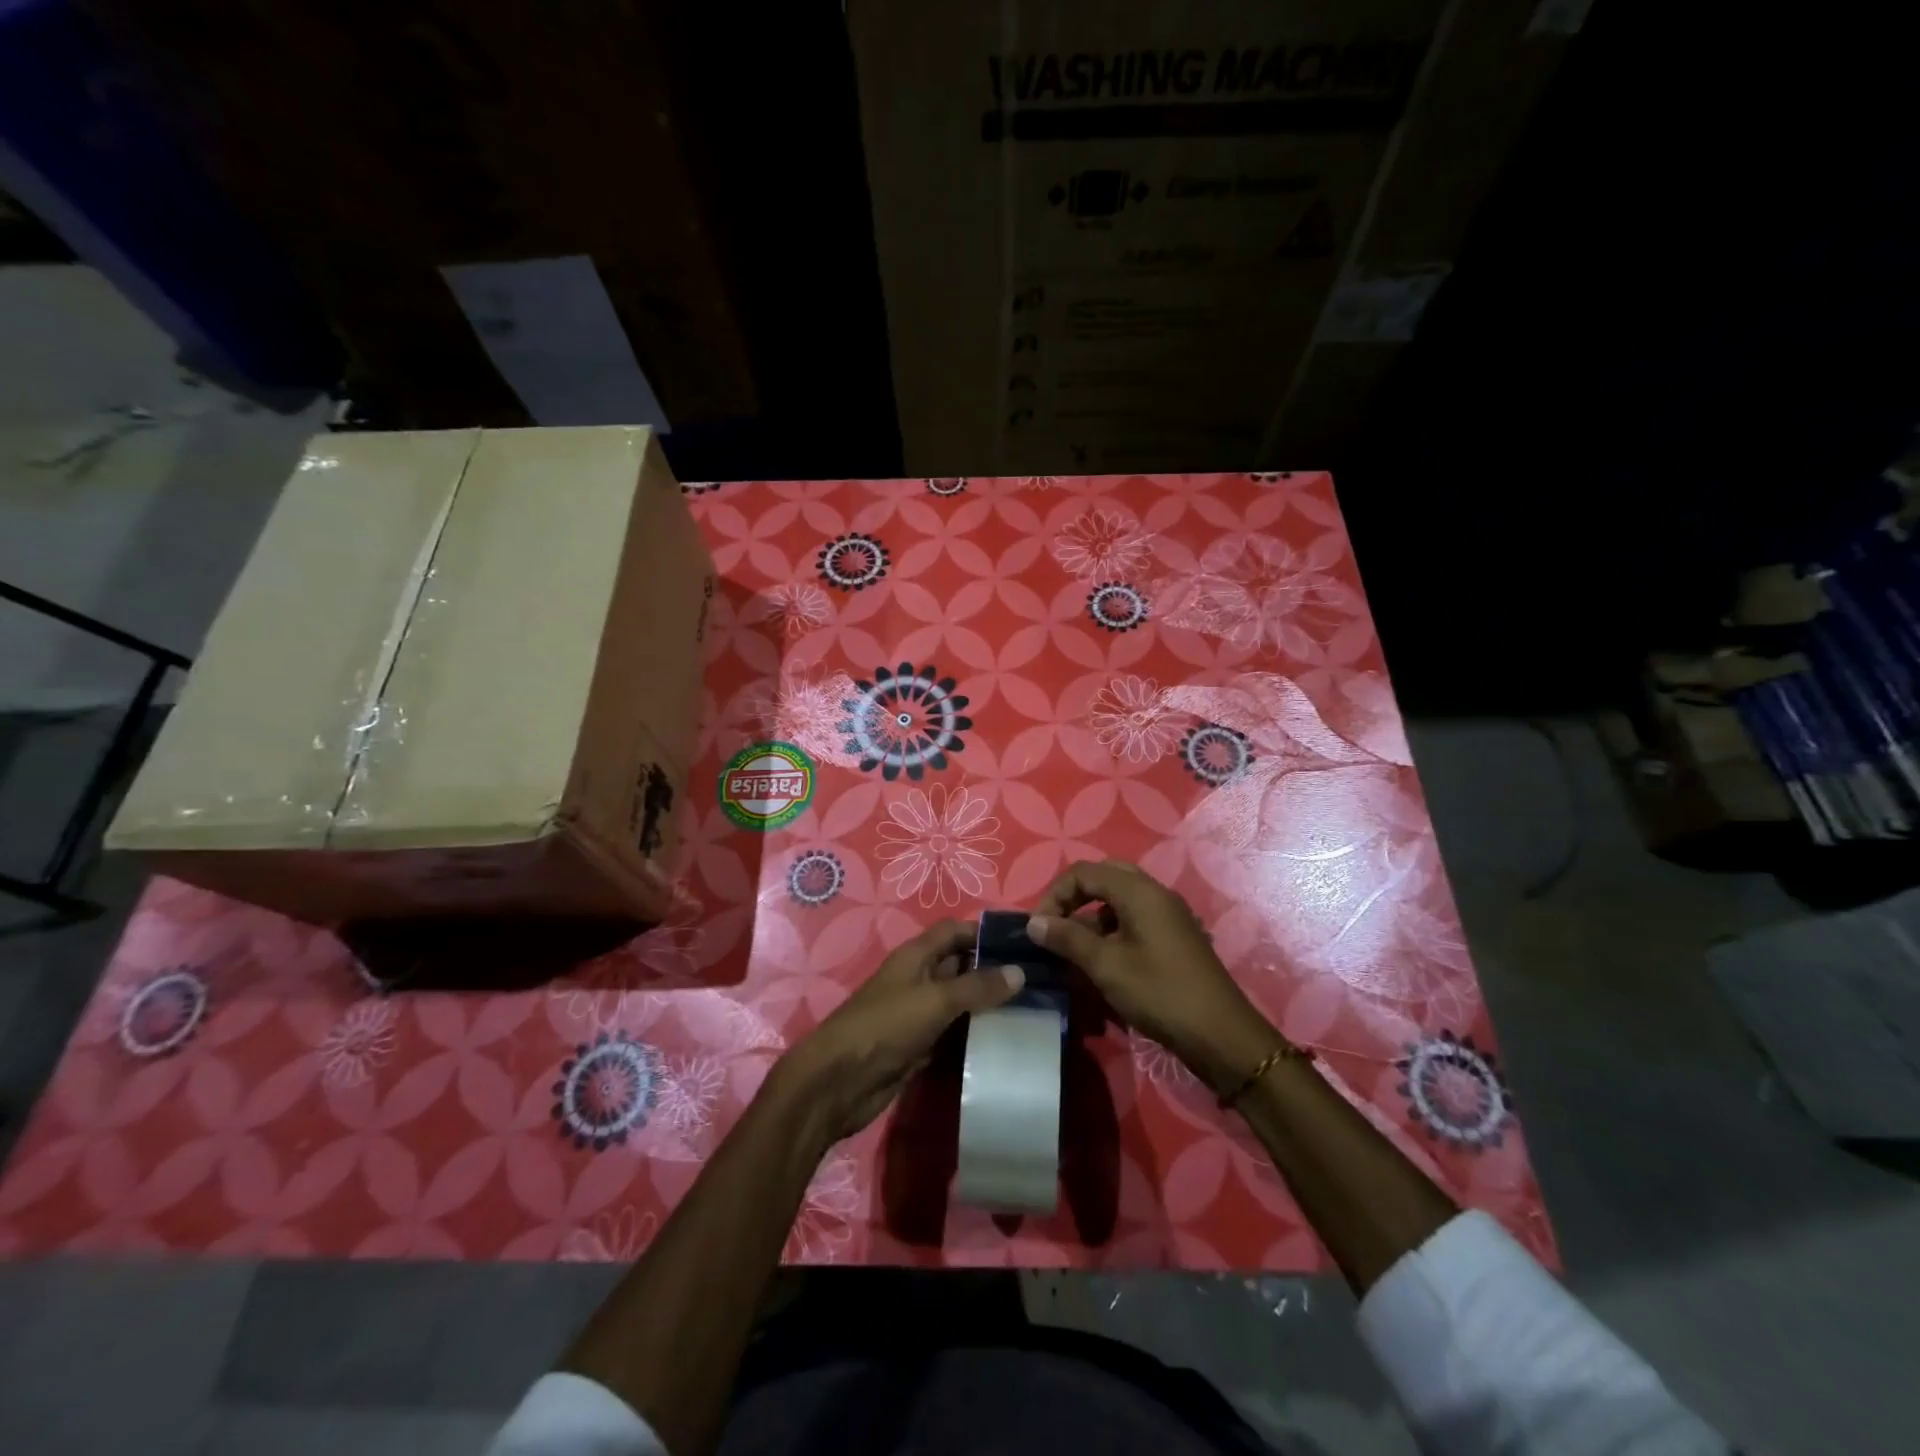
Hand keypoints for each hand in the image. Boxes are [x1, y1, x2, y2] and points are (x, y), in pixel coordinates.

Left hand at [771, 919, 1023, 1143]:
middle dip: (993, 970)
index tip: (1023, 943)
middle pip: (960, 965)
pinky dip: (975, 1034)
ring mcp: (918, 1014)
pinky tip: (1005, 1040)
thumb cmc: (885, 1026)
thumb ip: (977, 986)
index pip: (955, 931)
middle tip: (1038, 979)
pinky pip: (954, 1033)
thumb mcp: (934, 1000)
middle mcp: (918, 979)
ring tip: (1032, 1009)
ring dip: (987, 1005)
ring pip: (960, 1002)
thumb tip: (1019, 972)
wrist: (838, 1083)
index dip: (984, 932)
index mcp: (916, 956)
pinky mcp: (919, 1046)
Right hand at [1029, 860, 1283, 1094]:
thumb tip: (1034, 923)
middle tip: (1056, 926)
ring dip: (1092, 915)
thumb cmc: (1159, 993)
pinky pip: (1134, 917)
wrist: (1220, 1033)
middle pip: (1104, 877)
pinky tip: (1102, 960)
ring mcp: (1168, 914)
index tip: (1039, 928)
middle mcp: (1155, 893)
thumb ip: (1068, 938)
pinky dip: (1111, 928)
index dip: (1055, 894)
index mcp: (1138, 891)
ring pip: (1120, 898)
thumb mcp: (1106, 966)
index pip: (1084, 872)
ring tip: (1073, 948)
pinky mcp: (1174, 936)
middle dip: (1074, 897)